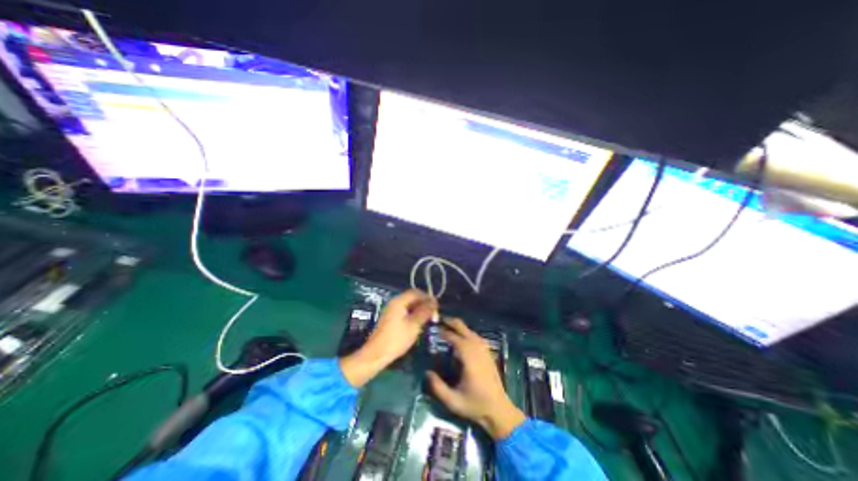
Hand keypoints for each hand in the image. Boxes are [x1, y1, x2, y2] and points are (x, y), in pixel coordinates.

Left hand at [340, 289, 436, 387]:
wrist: (376, 355)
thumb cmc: (396, 339)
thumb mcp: (414, 325)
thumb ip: (424, 311)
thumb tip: (434, 302)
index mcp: (399, 301)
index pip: (416, 292)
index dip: (427, 297)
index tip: (437, 307)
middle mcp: (395, 303)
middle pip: (412, 298)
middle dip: (424, 304)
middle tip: (434, 315)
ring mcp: (392, 311)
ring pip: (409, 305)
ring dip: (420, 310)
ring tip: (429, 320)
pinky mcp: (391, 319)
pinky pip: (405, 312)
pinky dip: (414, 315)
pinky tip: (419, 324)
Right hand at [425, 320, 525, 439]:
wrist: (499, 410)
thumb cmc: (475, 405)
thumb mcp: (453, 401)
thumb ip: (438, 387)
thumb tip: (427, 372)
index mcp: (469, 358)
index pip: (455, 339)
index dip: (445, 332)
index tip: (435, 329)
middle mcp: (477, 350)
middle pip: (465, 330)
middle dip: (453, 322)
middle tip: (441, 319)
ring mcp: (485, 351)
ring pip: (471, 332)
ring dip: (460, 326)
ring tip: (448, 325)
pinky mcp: (488, 354)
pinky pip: (477, 337)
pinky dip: (468, 332)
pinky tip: (463, 336)